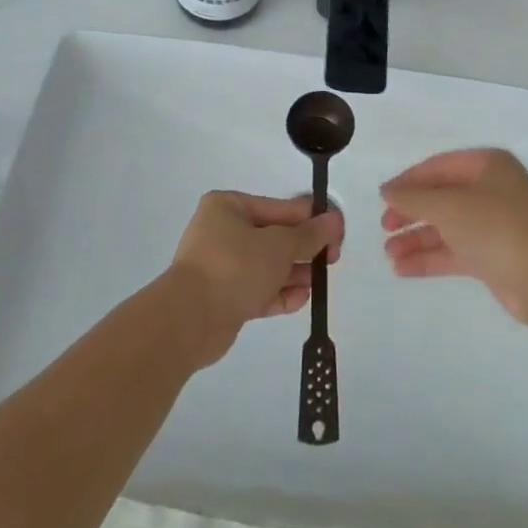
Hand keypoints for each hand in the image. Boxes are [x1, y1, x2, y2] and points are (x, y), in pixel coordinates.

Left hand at [167, 191, 343, 366]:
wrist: (189, 320)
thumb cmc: (235, 267)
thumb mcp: (279, 245)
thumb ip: (310, 234)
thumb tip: (335, 219)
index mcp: (229, 207)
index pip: (280, 208)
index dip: (311, 219)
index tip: (337, 233)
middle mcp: (222, 231)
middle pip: (274, 237)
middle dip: (303, 249)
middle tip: (332, 260)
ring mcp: (220, 266)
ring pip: (267, 265)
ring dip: (293, 273)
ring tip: (318, 282)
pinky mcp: (222, 297)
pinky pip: (257, 290)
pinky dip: (278, 293)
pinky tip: (301, 300)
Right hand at [380, 149, 527, 323]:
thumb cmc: (496, 227)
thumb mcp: (448, 206)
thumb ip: (413, 197)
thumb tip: (386, 190)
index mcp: (488, 165)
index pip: (439, 166)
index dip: (409, 181)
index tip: (383, 198)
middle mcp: (493, 190)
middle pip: (442, 197)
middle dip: (412, 213)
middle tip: (385, 228)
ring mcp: (495, 224)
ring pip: (447, 227)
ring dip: (417, 239)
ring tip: (389, 254)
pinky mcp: (495, 256)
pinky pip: (456, 251)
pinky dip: (431, 258)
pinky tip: (403, 269)